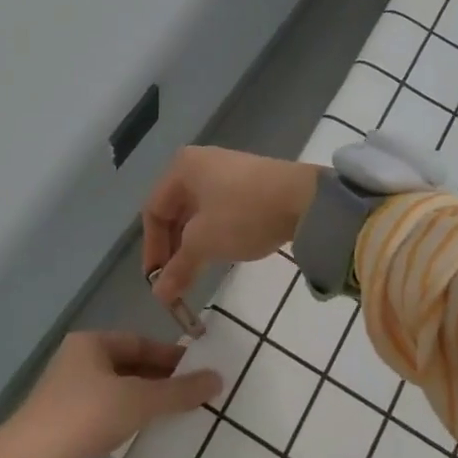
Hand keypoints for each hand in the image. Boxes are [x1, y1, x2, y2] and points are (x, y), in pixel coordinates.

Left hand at [0, 332, 220, 457]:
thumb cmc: (84, 417)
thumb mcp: (137, 400)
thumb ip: (178, 391)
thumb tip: (218, 378)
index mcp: (91, 343)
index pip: (141, 341)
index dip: (172, 355)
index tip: (202, 371)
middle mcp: (79, 361)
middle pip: (131, 365)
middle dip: (163, 379)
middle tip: (198, 396)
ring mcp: (71, 394)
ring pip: (120, 391)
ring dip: (148, 401)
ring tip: (181, 415)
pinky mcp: (67, 425)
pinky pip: (109, 413)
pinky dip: (131, 419)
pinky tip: (149, 434)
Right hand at [142, 146, 320, 303]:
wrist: (305, 199)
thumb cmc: (243, 214)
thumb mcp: (204, 242)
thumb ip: (178, 268)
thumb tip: (159, 295)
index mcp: (182, 168)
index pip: (153, 210)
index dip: (151, 249)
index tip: (157, 282)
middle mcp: (200, 163)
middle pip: (174, 210)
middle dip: (172, 248)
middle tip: (175, 280)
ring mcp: (227, 170)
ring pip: (198, 212)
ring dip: (193, 243)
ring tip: (196, 272)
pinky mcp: (250, 182)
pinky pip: (219, 209)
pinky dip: (213, 232)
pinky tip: (221, 252)